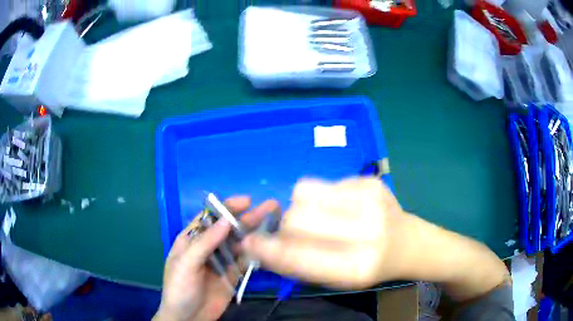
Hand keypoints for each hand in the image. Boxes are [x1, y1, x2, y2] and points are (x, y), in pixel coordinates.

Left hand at [154, 197, 279, 320]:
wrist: (188, 318)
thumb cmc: (180, 288)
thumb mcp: (186, 264)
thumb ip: (205, 243)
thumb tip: (226, 220)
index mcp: (191, 240)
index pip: (209, 218)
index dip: (226, 208)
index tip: (246, 201)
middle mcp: (207, 247)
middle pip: (228, 229)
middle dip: (247, 217)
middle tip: (269, 207)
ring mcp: (221, 262)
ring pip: (239, 243)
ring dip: (255, 233)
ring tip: (275, 221)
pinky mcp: (232, 275)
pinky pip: (245, 261)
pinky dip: (256, 253)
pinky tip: (269, 245)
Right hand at [241, 178, 405, 288]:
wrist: (407, 243)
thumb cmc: (370, 266)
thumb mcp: (337, 278)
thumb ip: (300, 265)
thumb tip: (262, 246)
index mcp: (357, 267)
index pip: (300, 256)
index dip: (269, 249)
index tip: (250, 243)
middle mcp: (367, 231)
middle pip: (298, 216)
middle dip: (286, 225)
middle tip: (293, 231)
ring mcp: (371, 200)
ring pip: (305, 191)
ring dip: (300, 206)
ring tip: (317, 215)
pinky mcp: (370, 181)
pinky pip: (323, 183)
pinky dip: (321, 196)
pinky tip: (340, 206)